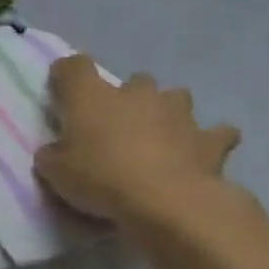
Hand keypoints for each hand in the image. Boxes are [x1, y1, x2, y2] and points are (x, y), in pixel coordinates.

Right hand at [33, 55, 240, 227]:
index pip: (75, 67)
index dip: (66, 74)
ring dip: (165, 111)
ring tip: (157, 136)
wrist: (167, 201)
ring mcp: (178, 113)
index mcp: (92, 97)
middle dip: (126, 97)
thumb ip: (53, 155)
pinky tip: (198, 153)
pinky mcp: (210, 139)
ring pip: (175, 97)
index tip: (60, 89)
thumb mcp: (55, 172)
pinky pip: (215, 133)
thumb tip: (55, 152)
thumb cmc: (100, 179)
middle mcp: (137, 94)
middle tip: (115, 125)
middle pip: (133, 81)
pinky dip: (207, 140)